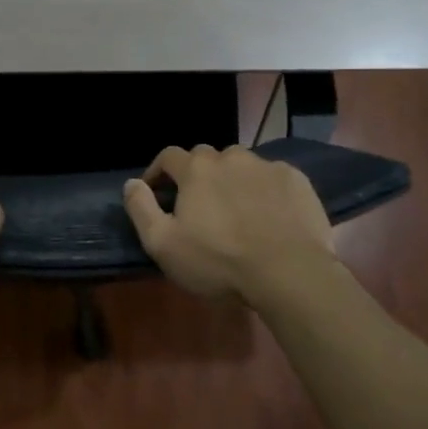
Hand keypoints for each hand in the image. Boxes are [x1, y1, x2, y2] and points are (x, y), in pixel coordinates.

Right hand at [122, 144, 336, 303]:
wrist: (289, 272)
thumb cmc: (219, 261)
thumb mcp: (163, 244)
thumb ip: (141, 209)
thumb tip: (131, 183)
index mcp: (196, 169)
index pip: (168, 156)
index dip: (158, 172)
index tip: (156, 192)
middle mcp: (230, 157)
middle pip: (206, 157)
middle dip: (197, 175)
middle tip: (199, 205)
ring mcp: (266, 166)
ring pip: (241, 165)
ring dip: (232, 180)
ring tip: (236, 209)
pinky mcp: (296, 180)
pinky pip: (272, 177)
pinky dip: (265, 190)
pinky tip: (269, 215)